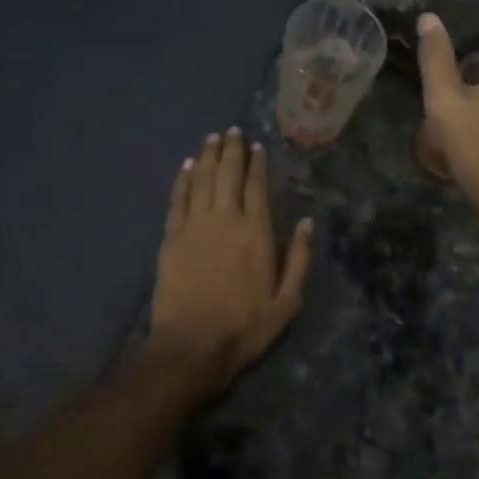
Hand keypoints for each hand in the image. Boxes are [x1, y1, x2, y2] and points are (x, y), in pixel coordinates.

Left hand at [149, 128, 312, 398]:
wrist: (191, 347)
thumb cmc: (244, 327)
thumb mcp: (287, 302)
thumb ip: (299, 259)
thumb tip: (307, 222)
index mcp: (256, 232)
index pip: (257, 186)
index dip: (258, 164)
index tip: (258, 146)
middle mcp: (225, 219)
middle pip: (229, 175)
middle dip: (232, 150)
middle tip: (233, 131)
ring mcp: (195, 226)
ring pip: (203, 180)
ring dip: (209, 156)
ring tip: (213, 137)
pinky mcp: (171, 237)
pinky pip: (178, 199)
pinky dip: (183, 179)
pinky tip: (188, 165)